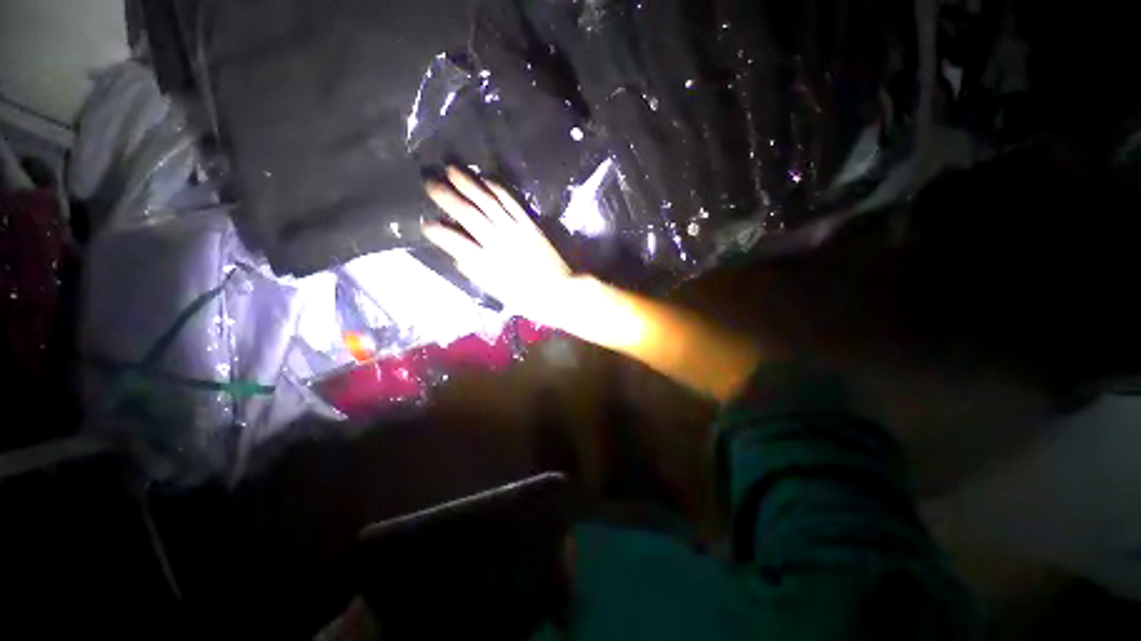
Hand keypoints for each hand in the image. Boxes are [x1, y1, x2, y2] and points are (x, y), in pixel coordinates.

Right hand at [423, 167, 576, 324]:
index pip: (456, 243)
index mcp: (488, 264)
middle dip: (447, 197)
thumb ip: (477, 274)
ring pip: (489, 202)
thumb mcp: (499, 293)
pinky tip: (486, 179)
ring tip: (451, 169)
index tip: (426, 224)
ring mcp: (516, 231)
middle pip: (469, 215)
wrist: (561, 291)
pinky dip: (498, 189)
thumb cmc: (529, 298)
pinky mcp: (531, 224)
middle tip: (429, 182)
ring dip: (469, 184)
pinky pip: (512, 202)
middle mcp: (499, 243)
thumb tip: (459, 258)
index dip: (439, 232)